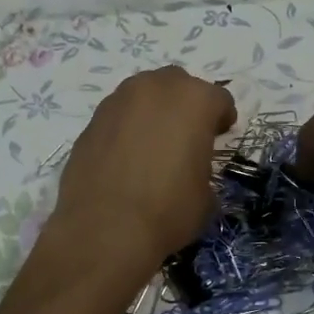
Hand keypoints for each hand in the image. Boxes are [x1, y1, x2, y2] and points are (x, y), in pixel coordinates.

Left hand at [50, 67, 236, 270]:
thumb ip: (202, 166)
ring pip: (143, 95)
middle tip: (187, 136)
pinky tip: (126, 158)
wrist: (104, 229)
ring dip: (153, 112)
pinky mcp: (91, 121)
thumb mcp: (206, 195)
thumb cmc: (168, 210)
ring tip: (153, 145)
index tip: (219, 137)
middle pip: (178, 84)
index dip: (222, 118)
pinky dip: (126, 128)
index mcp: (194, 100)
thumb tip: (190, 169)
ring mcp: (118, 101)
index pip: (218, 99)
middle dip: (186, 105)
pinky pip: (118, 116)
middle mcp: (155, 89)